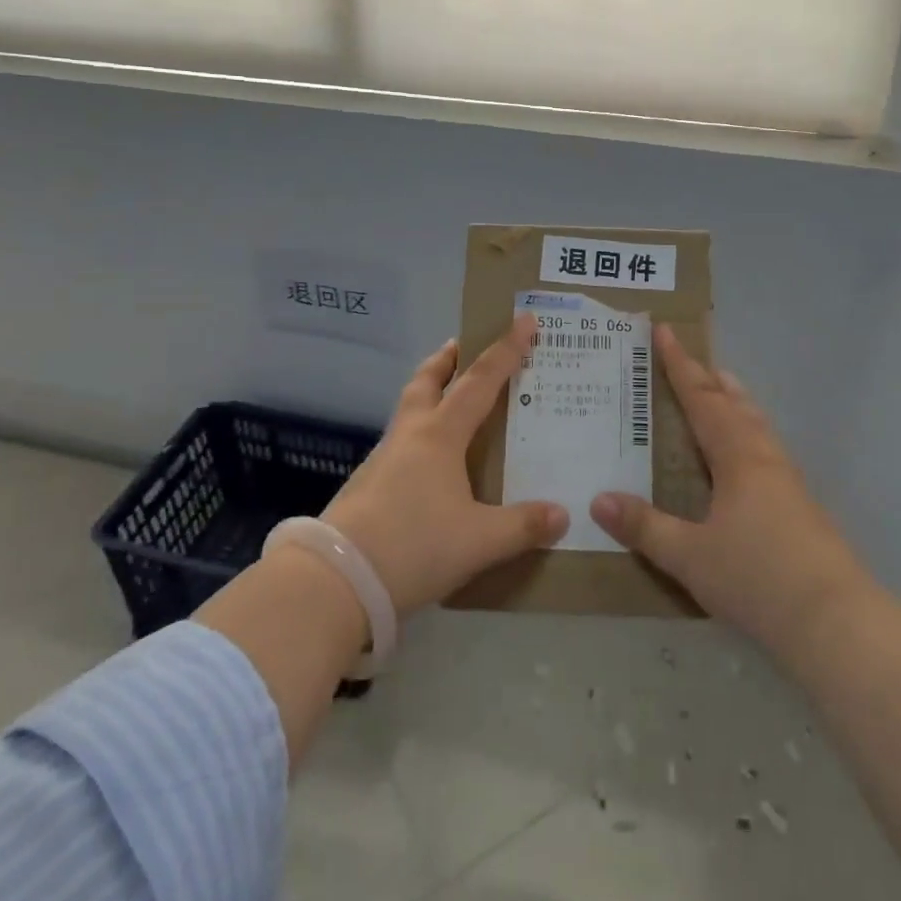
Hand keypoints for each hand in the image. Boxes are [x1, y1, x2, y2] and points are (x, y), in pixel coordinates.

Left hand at [321, 314, 568, 615]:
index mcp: (441, 435)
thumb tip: (562, 515)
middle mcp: (411, 434)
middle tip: (463, 344)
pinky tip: (428, 458)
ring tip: (448, 397)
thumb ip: (522, 527)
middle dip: (448, 358)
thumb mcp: (479, 541)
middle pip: (428, 380)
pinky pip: (400, 440)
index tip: (524, 321)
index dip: (506, 350)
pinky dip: (418, 431)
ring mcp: (383, 457)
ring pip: (409, 408)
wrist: (337, 579)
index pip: (481, 381)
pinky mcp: (367, 483)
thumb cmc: (415, 545)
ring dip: (429, 391)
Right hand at [590, 325, 866, 657]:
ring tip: (722, 389)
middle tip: (690, 358)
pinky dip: (748, 430)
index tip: (664, 332)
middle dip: (709, 378)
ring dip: (734, 401)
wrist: (835, 621)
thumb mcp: (689, 556)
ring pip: (756, 423)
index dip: (680, 365)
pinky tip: (747, 455)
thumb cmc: (757, 578)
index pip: (702, 398)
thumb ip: (644, 527)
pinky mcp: (801, 505)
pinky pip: (766, 447)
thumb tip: (597, 499)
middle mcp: (763, 457)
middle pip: (734, 403)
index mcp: (737, 456)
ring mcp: (787, 480)